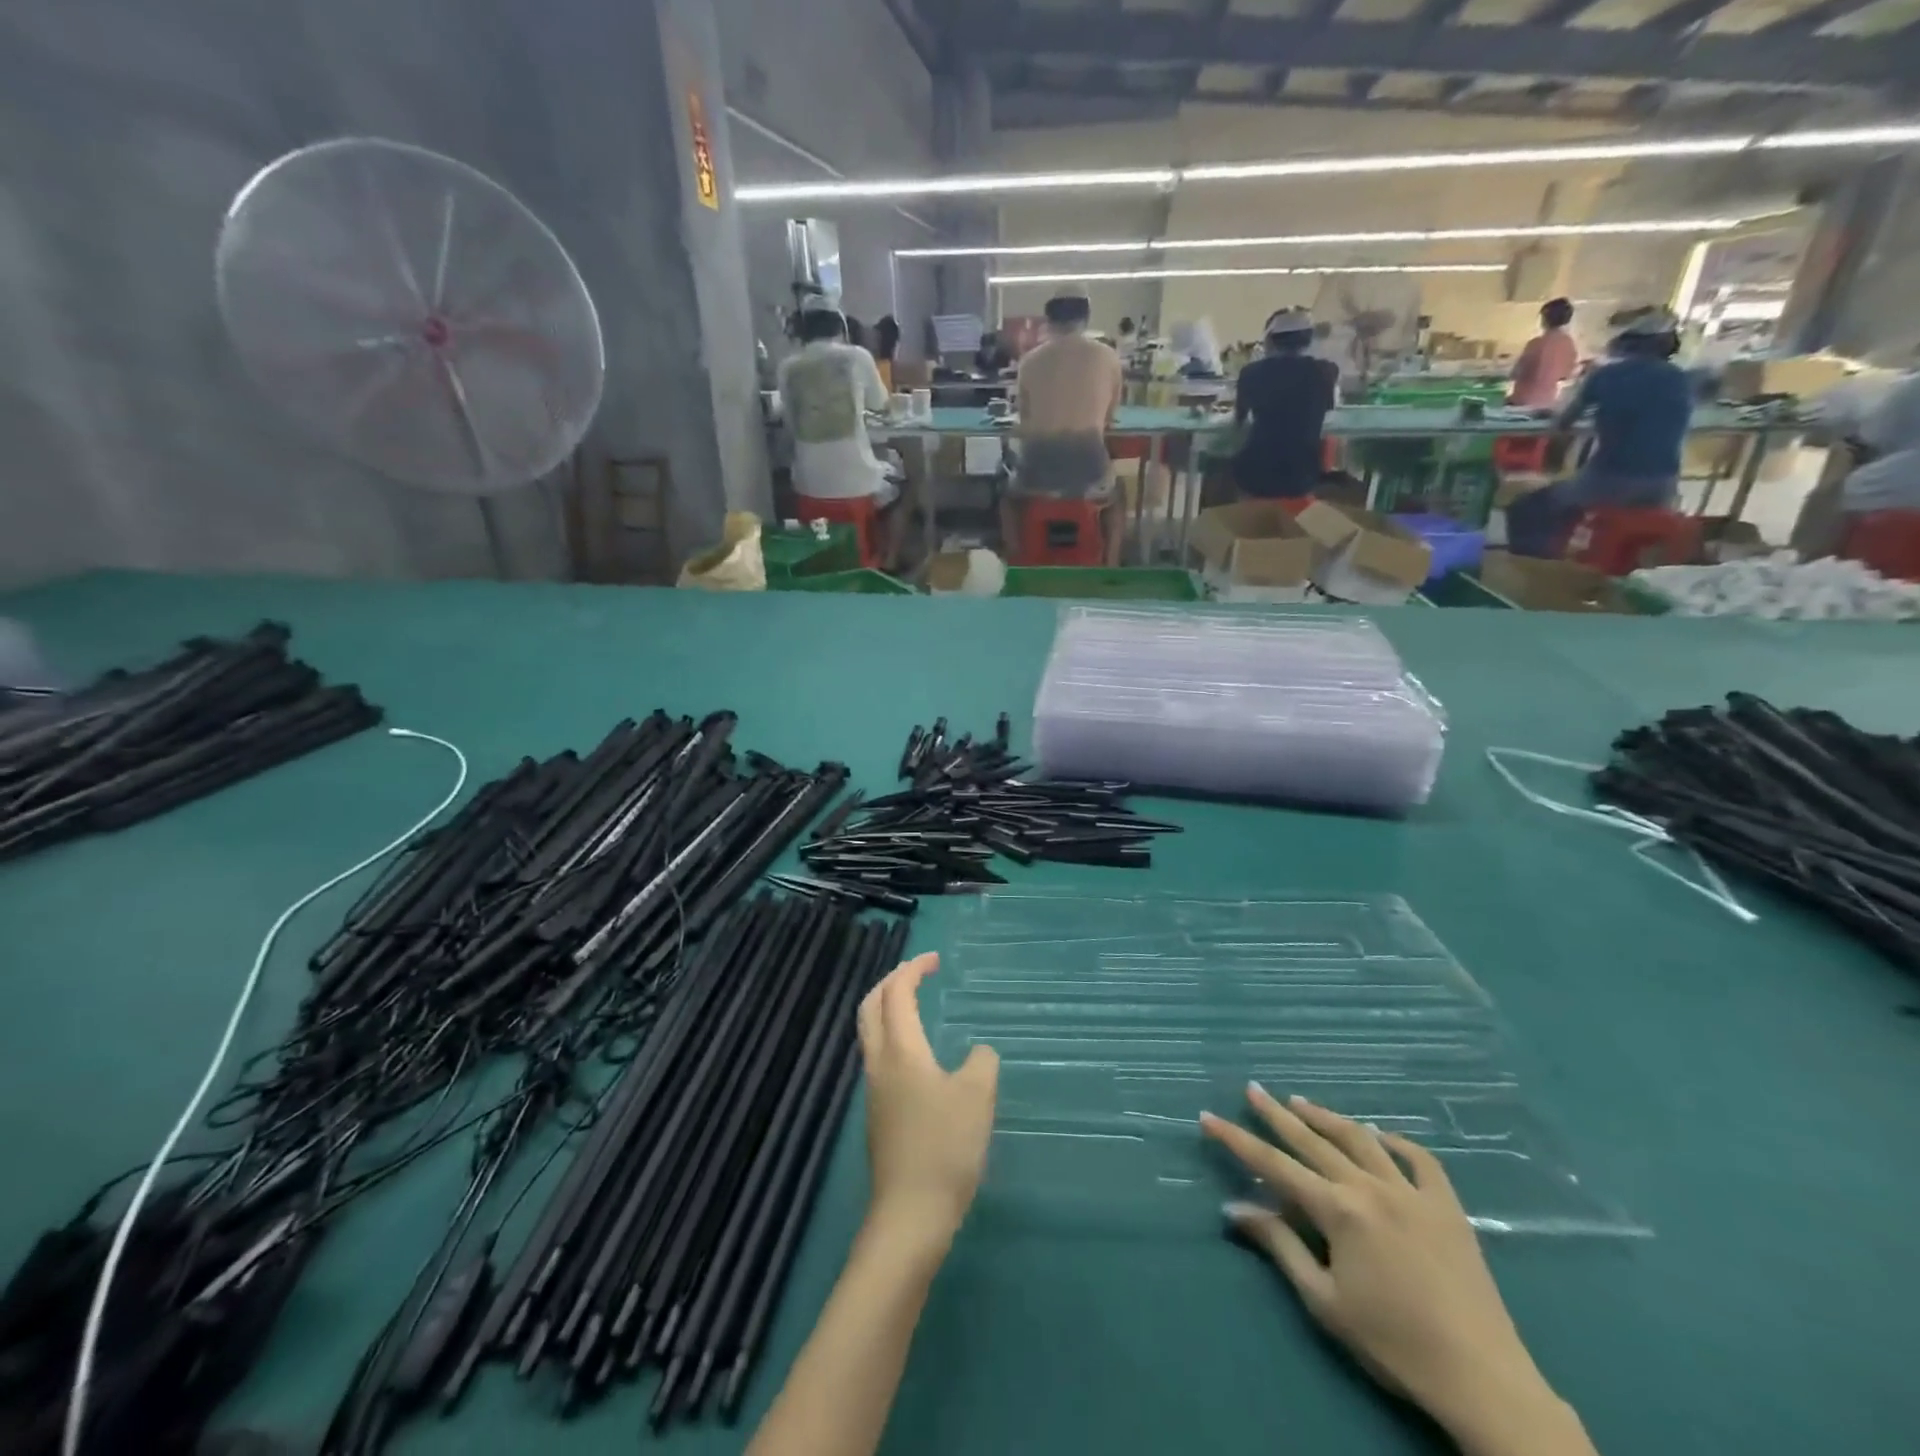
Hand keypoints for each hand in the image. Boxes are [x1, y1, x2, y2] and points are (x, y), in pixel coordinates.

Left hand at [857, 953, 997, 1248]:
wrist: (910, 1217)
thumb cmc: (945, 1148)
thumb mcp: (977, 1097)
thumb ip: (982, 1062)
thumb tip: (977, 1053)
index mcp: (901, 1050)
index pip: (896, 992)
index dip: (913, 969)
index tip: (936, 960)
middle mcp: (879, 1063)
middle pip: (871, 1007)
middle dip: (891, 982)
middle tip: (918, 974)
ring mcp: (874, 1091)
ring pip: (871, 1033)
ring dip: (888, 1009)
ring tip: (918, 1007)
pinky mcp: (878, 1116)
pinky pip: (880, 1058)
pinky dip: (894, 1037)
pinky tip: (920, 1057)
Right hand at [1202, 1087, 1591, 1455]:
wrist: (1482, 1378)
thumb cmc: (1393, 1343)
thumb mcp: (1324, 1300)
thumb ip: (1280, 1246)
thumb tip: (1236, 1207)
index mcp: (1338, 1209)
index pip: (1274, 1165)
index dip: (1237, 1140)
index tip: (1209, 1117)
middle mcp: (1371, 1187)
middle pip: (1313, 1140)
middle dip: (1277, 1114)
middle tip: (1253, 1089)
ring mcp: (1412, 1192)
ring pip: (1361, 1139)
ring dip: (1327, 1117)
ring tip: (1300, 1101)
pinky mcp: (1448, 1207)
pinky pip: (1420, 1160)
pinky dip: (1396, 1142)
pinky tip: (1380, 1135)